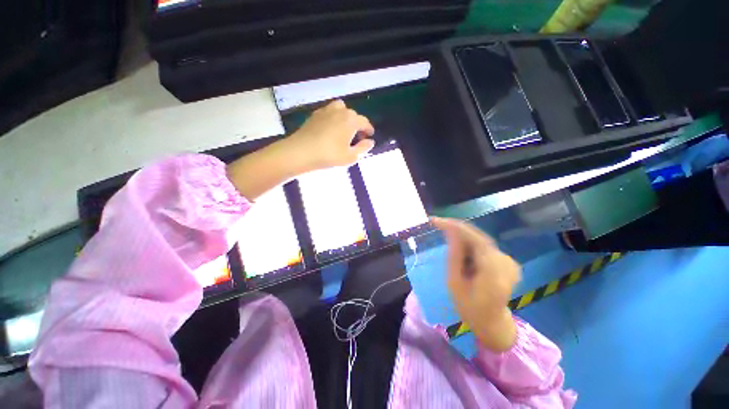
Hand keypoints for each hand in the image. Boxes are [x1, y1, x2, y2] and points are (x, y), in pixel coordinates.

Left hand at [226, 100, 373, 199]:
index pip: (365, 122)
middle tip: (356, 137)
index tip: (370, 136)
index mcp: (351, 120)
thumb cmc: (329, 155)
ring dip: (345, 117)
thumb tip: (370, 142)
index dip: (369, 129)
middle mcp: (340, 111)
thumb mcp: (351, 157)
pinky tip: (330, 128)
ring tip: (344, 129)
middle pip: (353, 115)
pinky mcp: (315, 114)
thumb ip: (363, 148)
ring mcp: (326, 110)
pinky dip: (333, 117)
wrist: (301, 152)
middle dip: (358, 124)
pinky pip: (329, 112)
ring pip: (341, 109)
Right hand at [431, 217, 520, 351]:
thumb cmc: (469, 307)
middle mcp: (505, 263)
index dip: (455, 226)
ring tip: (447, 241)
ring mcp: (508, 261)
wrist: (492, 322)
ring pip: (479, 240)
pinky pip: (483, 245)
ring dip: (462, 237)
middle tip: (437, 223)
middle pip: (478, 236)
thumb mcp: (455, 283)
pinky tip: (462, 253)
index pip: (475, 239)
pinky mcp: (506, 261)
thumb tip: (450, 233)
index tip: (435, 221)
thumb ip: (454, 257)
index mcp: (494, 272)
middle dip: (456, 229)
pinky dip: (469, 243)